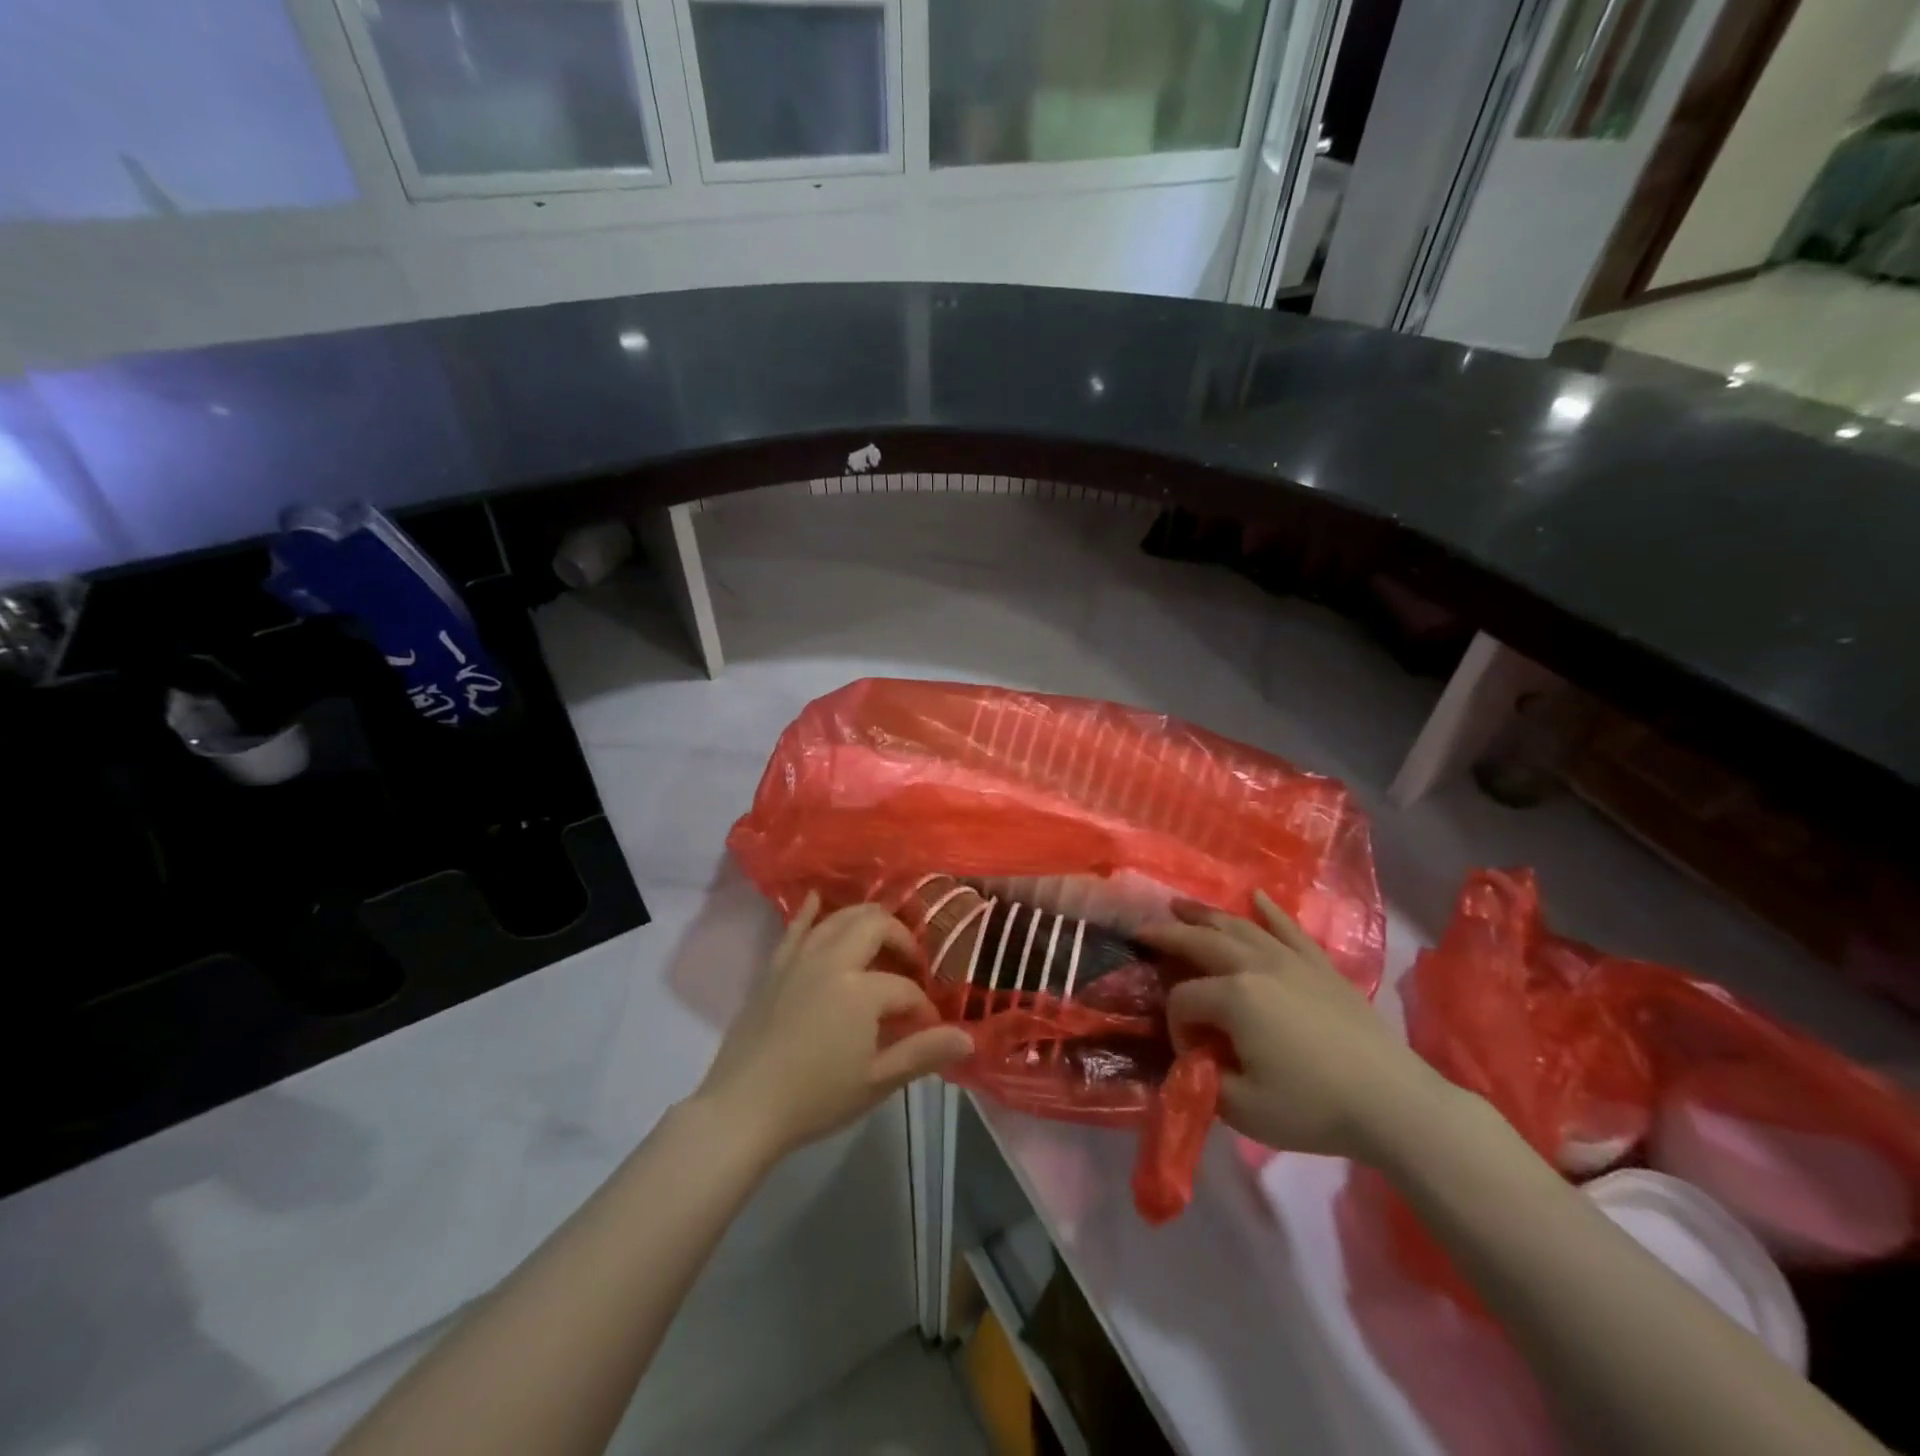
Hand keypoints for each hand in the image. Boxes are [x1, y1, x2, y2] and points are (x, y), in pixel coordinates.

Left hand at [696, 892, 974, 1159]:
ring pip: (839, 918)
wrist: (743, 1108)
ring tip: (881, 939)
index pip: (906, 988)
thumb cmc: (816, 1098)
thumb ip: (923, 1053)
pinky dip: (810, 911)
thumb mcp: (877, 1081)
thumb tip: (969, 1037)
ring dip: (866, 920)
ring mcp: (800, 959)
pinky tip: (817, 898)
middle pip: (876, 926)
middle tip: (912, 965)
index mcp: (861, 989)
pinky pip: (795, 928)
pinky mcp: (775, 967)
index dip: (923, 1008)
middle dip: (901, 940)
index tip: (929, 1030)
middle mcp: (833, 961)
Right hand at [1138, 891, 1444, 1159]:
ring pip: (1238, 927)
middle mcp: (1257, 966)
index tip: (1189, 1055)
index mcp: (1234, 997)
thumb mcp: (1244, 1109)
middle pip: (1201, 943)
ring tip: (1180, 905)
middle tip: (1142, 930)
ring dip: (1205, 915)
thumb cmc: (1314, 1108)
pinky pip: (1288, 928)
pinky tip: (1256, 897)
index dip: (1175, 1024)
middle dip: (1168, 937)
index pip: (1184, 998)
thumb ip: (1204, 1080)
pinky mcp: (1320, 966)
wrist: (1394, 1103)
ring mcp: (1291, 960)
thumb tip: (1193, 1058)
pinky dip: (1269, 912)